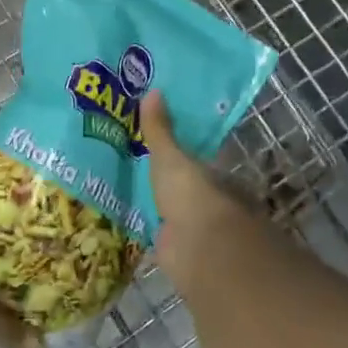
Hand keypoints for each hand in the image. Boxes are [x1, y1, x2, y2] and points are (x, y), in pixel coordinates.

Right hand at [139, 91, 267, 293]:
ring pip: (177, 218)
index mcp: (219, 180)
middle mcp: (213, 206)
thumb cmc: (192, 196)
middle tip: (137, 173)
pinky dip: (151, 235)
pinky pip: (163, 240)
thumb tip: (153, 90)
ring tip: (127, 198)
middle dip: (171, 187)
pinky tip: (130, 227)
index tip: (160, 152)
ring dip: (161, 213)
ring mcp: (199, 234)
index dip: (184, 159)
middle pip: (189, 193)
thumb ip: (159, 130)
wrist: (200, 250)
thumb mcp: (170, 157)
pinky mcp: (182, 257)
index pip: (202, 167)